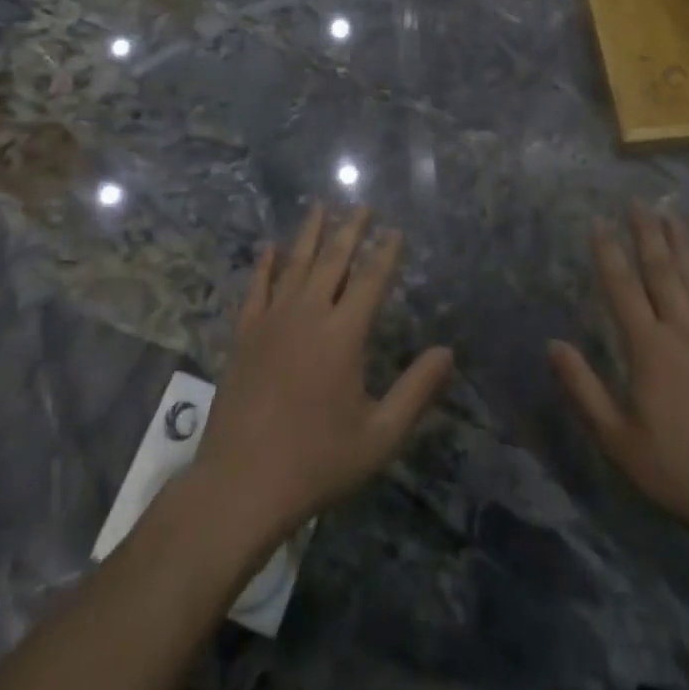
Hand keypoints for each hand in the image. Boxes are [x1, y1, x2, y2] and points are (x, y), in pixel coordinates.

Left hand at [194, 203, 453, 548]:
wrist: (240, 484)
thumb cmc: (316, 462)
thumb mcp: (379, 436)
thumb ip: (416, 391)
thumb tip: (448, 352)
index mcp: (343, 334)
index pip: (371, 279)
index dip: (386, 253)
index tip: (396, 230)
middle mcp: (308, 314)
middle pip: (333, 260)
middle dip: (350, 230)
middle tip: (362, 205)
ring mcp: (271, 321)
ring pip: (295, 264)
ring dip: (310, 233)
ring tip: (320, 206)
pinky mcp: (244, 335)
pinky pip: (256, 288)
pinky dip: (265, 265)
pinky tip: (270, 247)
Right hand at [549, 203, 688, 560]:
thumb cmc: (677, 468)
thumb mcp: (618, 439)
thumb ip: (583, 388)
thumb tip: (553, 343)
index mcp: (649, 349)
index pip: (623, 288)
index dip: (608, 252)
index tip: (598, 221)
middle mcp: (683, 331)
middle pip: (662, 272)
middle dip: (647, 234)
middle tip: (638, 201)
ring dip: (681, 243)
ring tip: (670, 213)